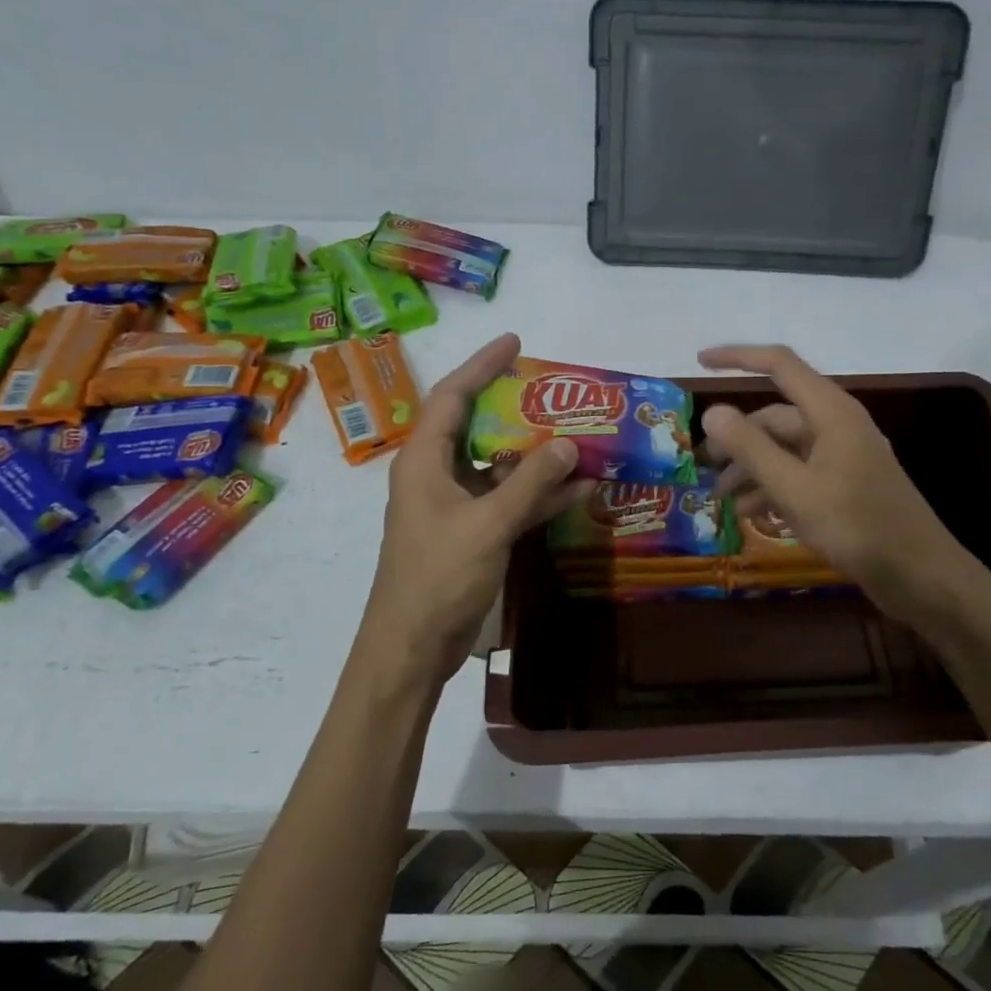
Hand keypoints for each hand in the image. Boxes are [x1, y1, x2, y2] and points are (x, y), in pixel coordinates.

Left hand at [358, 333, 592, 693]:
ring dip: (536, 455)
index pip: (452, 396)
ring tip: (578, 435)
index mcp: (424, 460)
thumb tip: (569, 443)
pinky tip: (578, 489)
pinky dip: (538, 494)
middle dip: (516, 407)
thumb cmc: (438, 577)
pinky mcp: (471, 532)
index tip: (515, 342)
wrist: (412, 648)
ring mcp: (454, 505)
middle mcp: (436, 474)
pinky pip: (507, 500)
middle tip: (555, 391)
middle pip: (477, 426)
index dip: (482, 365)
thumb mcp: (488, 524)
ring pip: (497, 465)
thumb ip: (530, 483)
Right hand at [697, 344, 973, 628]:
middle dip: (735, 437)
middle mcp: (837, 425)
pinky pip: (799, 473)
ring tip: (718, 498)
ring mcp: (842, 456)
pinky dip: (772, 487)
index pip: (779, 365)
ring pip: (784, 449)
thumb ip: (751, 448)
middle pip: (775, 416)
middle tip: (701, 465)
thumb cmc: (857, 526)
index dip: (737, 357)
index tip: (699, 362)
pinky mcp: (845, 485)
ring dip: (750, 468)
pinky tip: (749, 513)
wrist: (920, 575)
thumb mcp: (794, 488)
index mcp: (831, 412)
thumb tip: (712, 411)